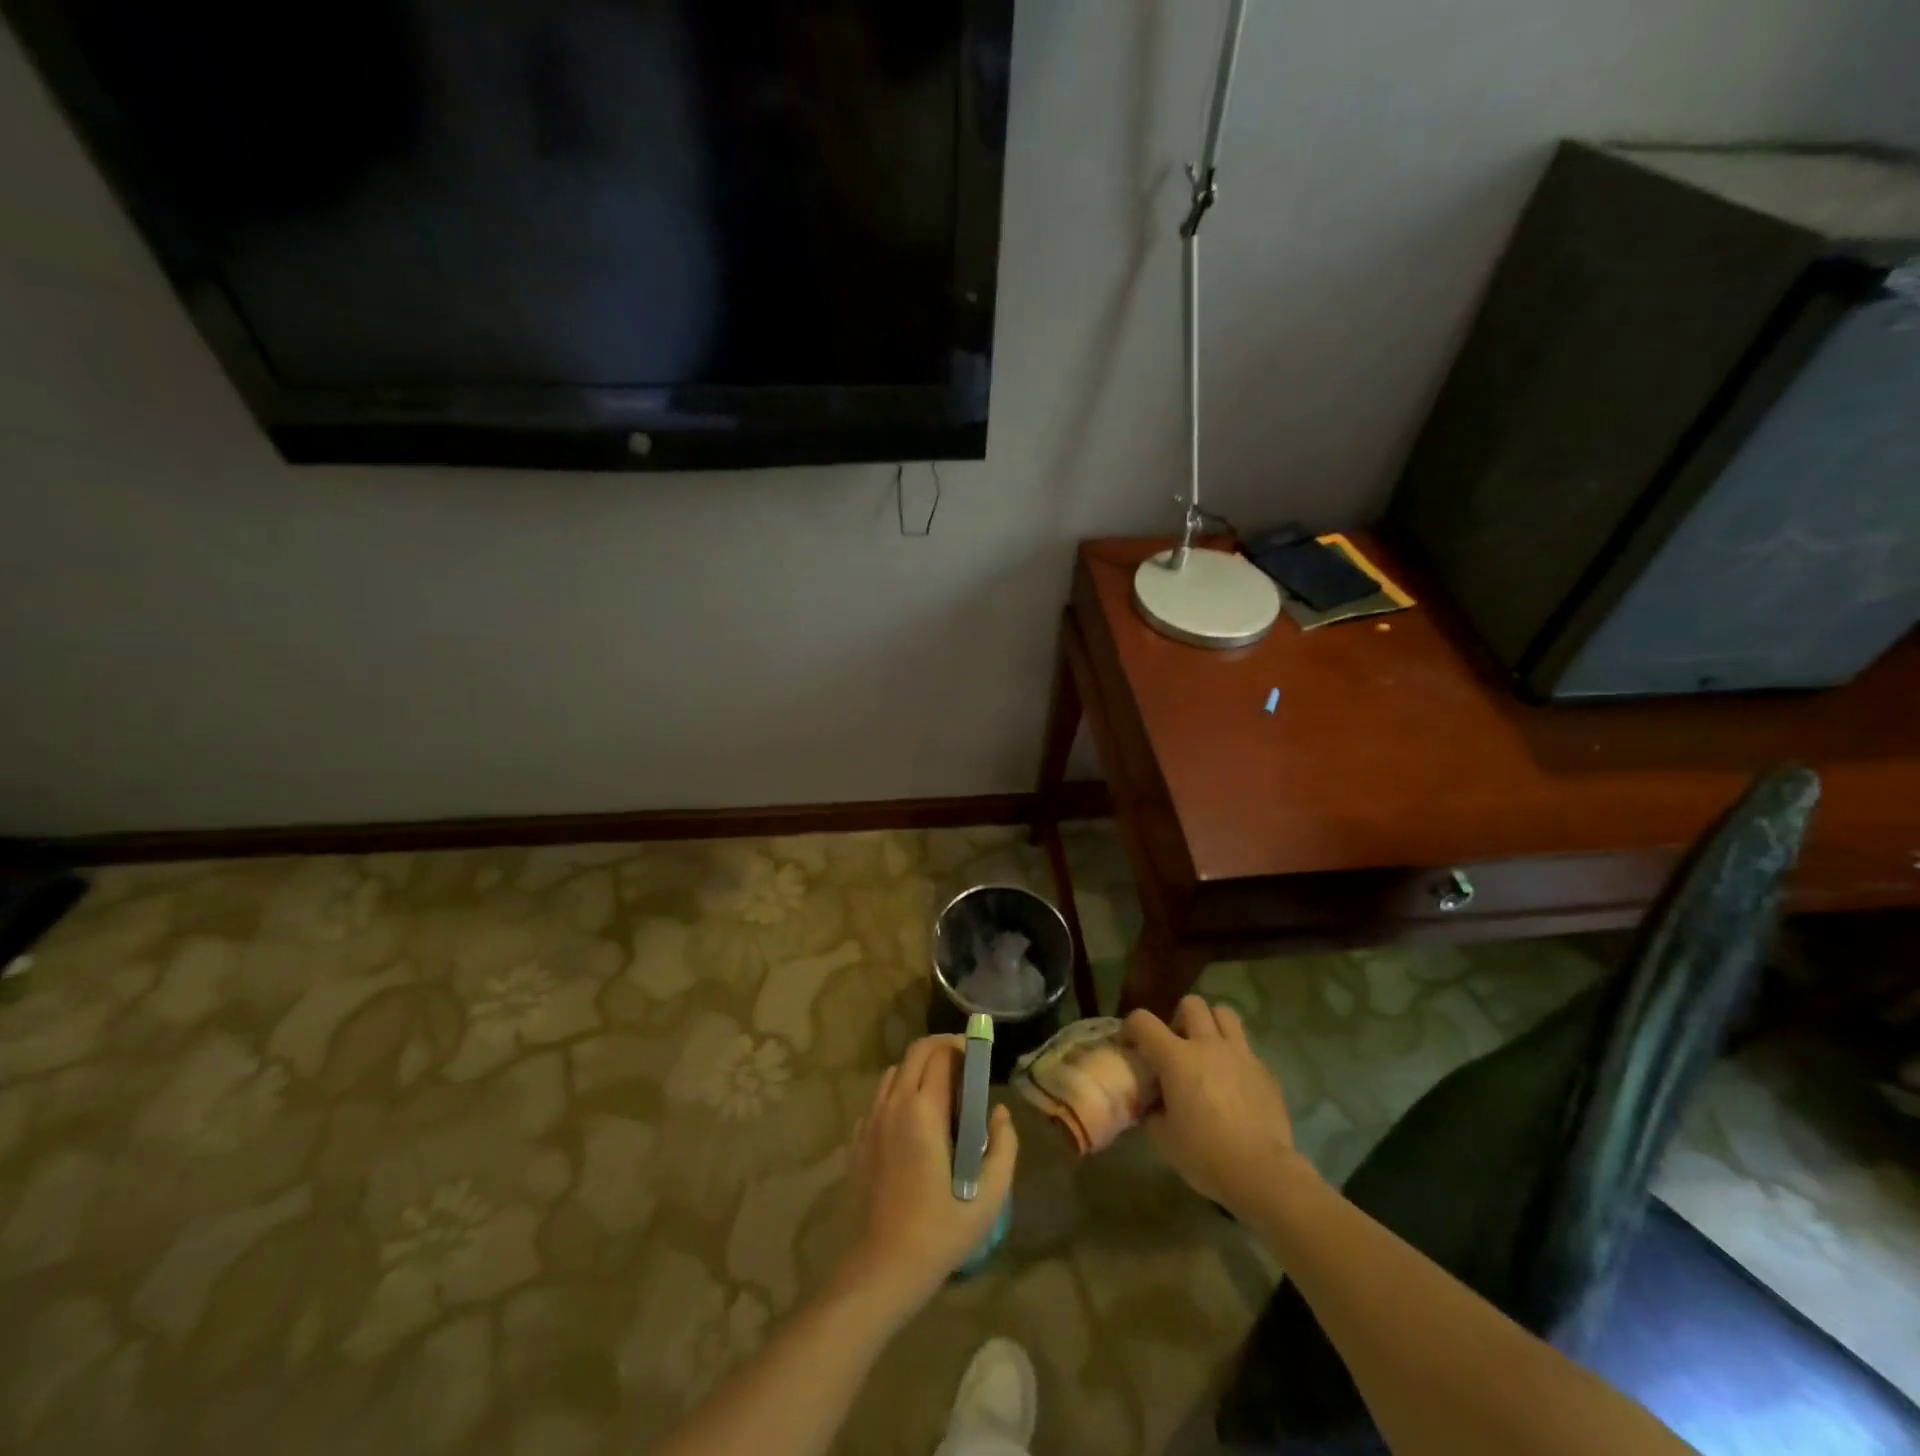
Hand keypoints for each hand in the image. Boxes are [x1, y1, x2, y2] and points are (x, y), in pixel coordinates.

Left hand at [842, 1035, 1017, 1309]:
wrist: (883, 1268)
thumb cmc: (940, 1231)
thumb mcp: (990, 1195)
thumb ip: (1004, 1146)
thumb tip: (1000, 1113)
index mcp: (924, 1110)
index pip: (941, 1055)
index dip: (962, 1047)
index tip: (979, 1055)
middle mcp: (894, 1105)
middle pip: (916, 1052)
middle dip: (941, 1048)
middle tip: (964, 1063)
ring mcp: (871, 1121)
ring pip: (895, 1073)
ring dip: (918, 1069)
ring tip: (941, 1091)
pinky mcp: (858, 1141)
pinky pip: (879, 1099)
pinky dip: (898, 1094)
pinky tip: (913, 1122)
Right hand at [1125, 996, 1312, 1216]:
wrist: (1263, 1173)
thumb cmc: (1206, 1155)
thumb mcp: (1163, 1138)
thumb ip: (1152, 1111)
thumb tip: (1152, 1103)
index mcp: (1177, 1058)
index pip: (1143, 1021)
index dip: (1131, 1028)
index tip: (1130, 1044)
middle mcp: (1208, 1045)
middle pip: (1191, 1004)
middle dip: (1179, 1019)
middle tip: (1177, 1046)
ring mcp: (1240, 1054)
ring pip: (1224, 1014)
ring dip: (1211, 1025)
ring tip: (1207, 1051)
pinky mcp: (1265, 1070)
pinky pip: (1246, 1048)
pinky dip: (1234, 1057)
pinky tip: (1234, 1084)